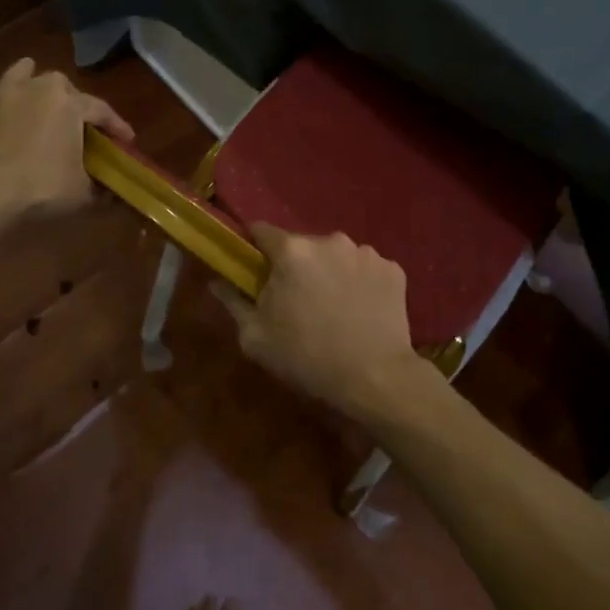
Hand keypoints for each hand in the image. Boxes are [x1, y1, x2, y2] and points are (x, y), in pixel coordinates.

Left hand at [0, 58, 132, 218]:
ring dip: (23, 76)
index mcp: (67, 104)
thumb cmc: (43, 187)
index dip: (117, 126)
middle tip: (80, 120)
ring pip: (14, 78)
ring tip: (28, 72)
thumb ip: (99, 188)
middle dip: (71, 97)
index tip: (127, 141)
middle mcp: (34, 91)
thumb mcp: (83, 193)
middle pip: (58, 84)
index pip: (100, 110)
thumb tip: (111, 193)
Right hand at [214, 224, 431, 416]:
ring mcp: (366, 253)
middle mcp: (330, 240)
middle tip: (297, 300)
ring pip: (337, 256)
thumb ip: (233, 302)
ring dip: (331, 273)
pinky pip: (366, 270)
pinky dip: (360, 284)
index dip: (255, 248)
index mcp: (292, 251)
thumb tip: (217, 281)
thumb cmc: (307, 358)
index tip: (255, 268)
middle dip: (297, 266)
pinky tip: (361, 311)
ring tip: (334, 308)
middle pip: (303, 245)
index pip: (262, 231)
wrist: (375, 378)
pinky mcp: (393, 269)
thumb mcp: (256, 338)